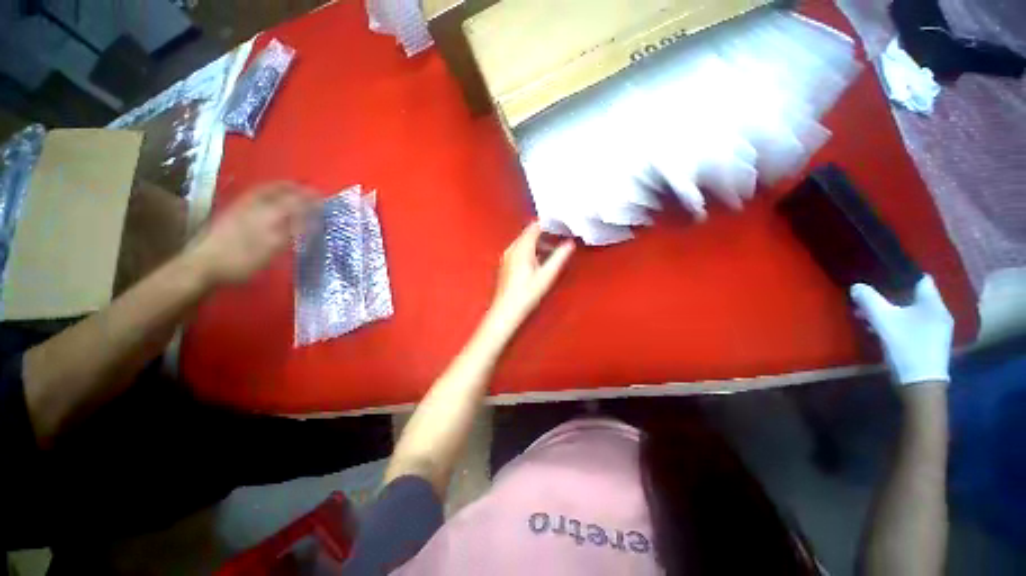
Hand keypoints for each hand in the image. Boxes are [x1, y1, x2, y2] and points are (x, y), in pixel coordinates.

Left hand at [187, 182, 315, 286]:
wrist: (203, 264)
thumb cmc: (241, 260)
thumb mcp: (272, 249)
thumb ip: (292, 231)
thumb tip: (312, 221)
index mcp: (268, 214)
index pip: (294, 200)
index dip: (309, 198)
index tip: (321, 197)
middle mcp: (255, 205)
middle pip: (277, 190)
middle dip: (294, 188)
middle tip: (307, 190)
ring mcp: (240, 207)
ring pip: (264, 191)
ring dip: (280, 188)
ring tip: (291, 190)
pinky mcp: (231, 212)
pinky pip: (255, 196)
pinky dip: (267, 193)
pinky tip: (269, 200)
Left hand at [487, 223, 574, 331]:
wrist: (506, 310)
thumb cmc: (527, 293)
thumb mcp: (546, 276)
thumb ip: (559, 257)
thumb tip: (570, 244)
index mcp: (521, 248)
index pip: (534, 227)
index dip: (547, 224)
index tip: (560, 224)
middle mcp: (512, 249)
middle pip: (528, 234)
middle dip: (544, 233)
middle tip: (559, 236)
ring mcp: (507, 256)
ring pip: (523, 242)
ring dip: (537, 243)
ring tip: (552, 250)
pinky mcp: (505, 264)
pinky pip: (519, 250)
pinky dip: (530, 250)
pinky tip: (538, 261)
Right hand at [850, 275, 953, 385]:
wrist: (921, 384)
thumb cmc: (906, 346)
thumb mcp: (883, 321)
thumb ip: (869, 300)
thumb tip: (857, 286)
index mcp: (933, 303)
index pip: (921, 279)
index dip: (902, 275)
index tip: (882, 277)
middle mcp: (940, 313)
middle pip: (914, 296)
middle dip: (891, 296)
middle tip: (870, 299)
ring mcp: (938, 329)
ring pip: (912, 311)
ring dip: (892, 311)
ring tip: (870, 316)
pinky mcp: (932, 342)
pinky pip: (914, 324)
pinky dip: (899, 323)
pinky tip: (882, 330)